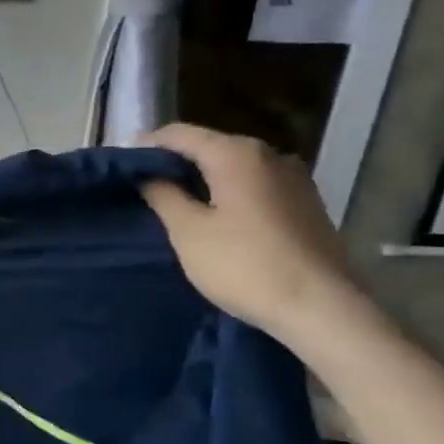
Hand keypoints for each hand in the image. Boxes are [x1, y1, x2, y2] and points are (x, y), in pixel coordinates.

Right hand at [137, 123, 369, 346]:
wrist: (321, 309)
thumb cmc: (244, 265)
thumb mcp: (188, 231)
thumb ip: (162, 194)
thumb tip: (147, 173)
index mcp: (236, 153)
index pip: (179, 134)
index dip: (146, 145)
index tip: (121, 166)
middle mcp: (269, 154)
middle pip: (209, 146)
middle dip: (175, 162)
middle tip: (143, 185)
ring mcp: (294, 178)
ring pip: (234, 167)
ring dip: (203, 178)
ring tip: (175, 202)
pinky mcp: (306, 203)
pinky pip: (255, 185)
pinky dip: (229, 192)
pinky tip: (216, 216)